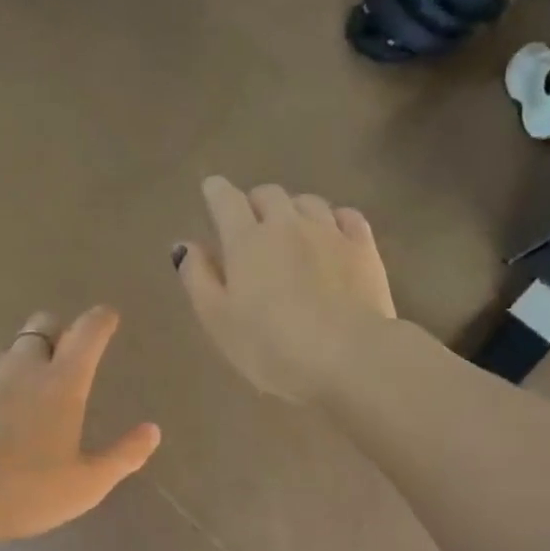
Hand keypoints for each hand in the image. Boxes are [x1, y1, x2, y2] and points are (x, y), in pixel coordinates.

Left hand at [0, 307, 160, 550]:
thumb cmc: (22, 494)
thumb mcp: (85, 486)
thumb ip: (123, 456)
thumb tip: (153, 430)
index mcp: (62, 384)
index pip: (89, 333)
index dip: (100, 320)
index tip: (106, 316)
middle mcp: (20, 364)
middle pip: (41, 326)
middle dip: (52, 334)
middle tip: (52, 363)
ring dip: (7, 371)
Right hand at [174, 177, 395, 402]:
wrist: (349, 357)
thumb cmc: (272, 348)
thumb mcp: (219, 321)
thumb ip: (198, 279)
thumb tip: (185, 245)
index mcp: (246, 240)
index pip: (225, 199)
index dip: (216, 192)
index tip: (212, 192)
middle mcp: (287, 224)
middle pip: (268, 194)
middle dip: (255, 203)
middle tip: (251, 226)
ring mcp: (330, 232)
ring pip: (307, 202)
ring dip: (293, 211)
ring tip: (291, 233)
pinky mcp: (364, 248)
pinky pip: (346, 216)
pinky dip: (332, 219)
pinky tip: (331, 236)